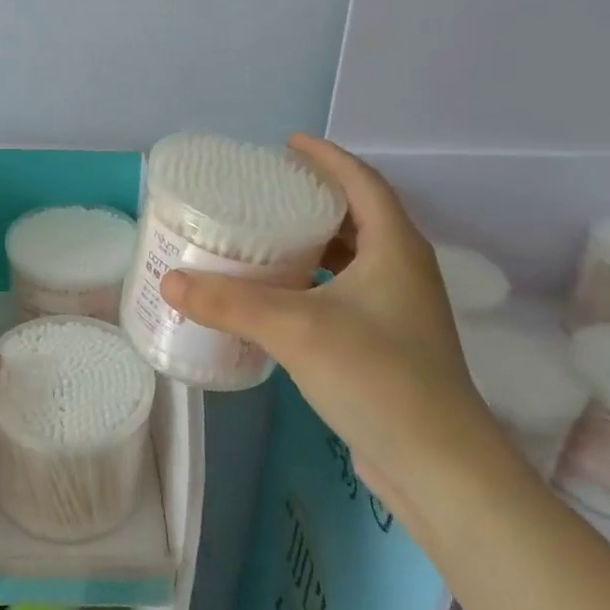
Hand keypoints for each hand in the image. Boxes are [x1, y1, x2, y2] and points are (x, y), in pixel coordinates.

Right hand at [157, 135, 512, 515]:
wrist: (438, 466)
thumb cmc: (377, 378)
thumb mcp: (296, 330)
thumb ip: (230, 303)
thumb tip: (171, 281)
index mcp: (395, 248)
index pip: (362, 182)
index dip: (327, 157)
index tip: (288, 143)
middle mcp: (402, 272)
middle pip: (358, 216)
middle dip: (314, 198)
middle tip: (265, 190)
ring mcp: (398, 311)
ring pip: (351, 259)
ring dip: (312, 243)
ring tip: (265, 236)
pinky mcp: (386, 345)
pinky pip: (344, 294)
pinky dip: (312, 284)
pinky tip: (277, 298)